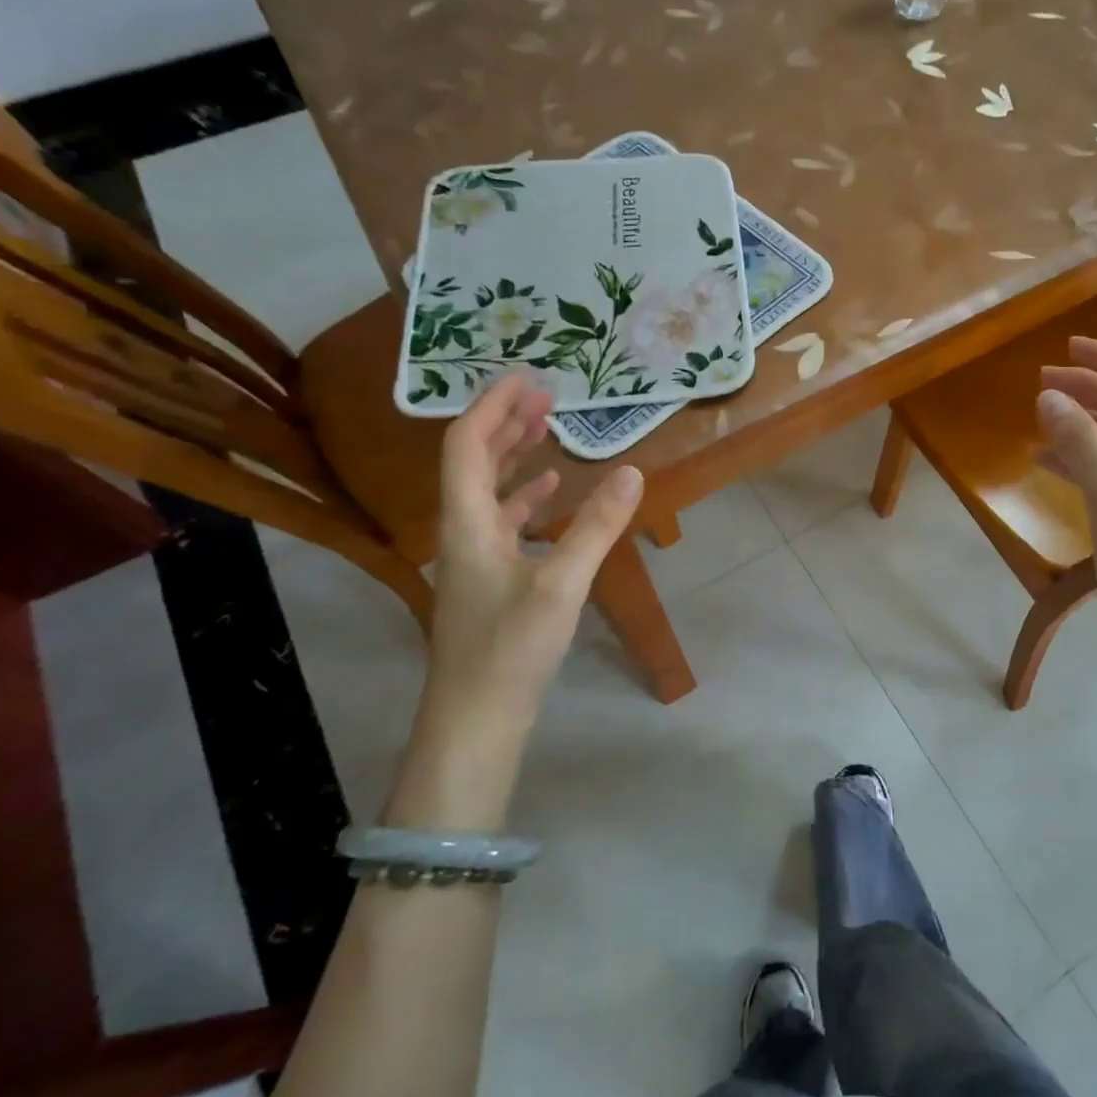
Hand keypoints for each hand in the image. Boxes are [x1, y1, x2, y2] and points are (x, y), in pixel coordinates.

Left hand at [423, 375, 642, 729]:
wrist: (477, 717)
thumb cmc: (511, 648)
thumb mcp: (561, 583)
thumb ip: (596, 526)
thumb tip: (633, 472)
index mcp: (467, 523)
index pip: (467, 445)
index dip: (493, 407)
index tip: (528, 379)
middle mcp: (462, 531)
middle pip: (473, 462)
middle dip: (505, 424)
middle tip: (545, 398)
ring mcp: (473, 557)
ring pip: (487, 491)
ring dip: (513, 457)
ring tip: (547, 432)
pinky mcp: (488, 579)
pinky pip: (503, 521)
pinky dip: (525, 497)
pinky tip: (552, 494)